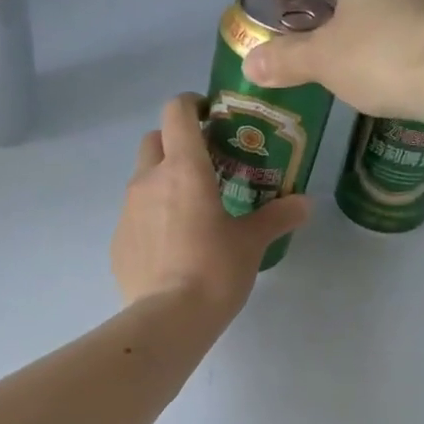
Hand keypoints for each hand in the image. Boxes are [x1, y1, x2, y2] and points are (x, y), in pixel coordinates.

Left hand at [112, 94, 310, 316]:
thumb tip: (305, 204)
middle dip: (175, 142)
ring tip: (190, 210)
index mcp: (183, 168)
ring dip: (162, 181)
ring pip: (142, 179)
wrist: (168, 319)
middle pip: (154, 140)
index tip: (209, 116)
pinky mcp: (118, 241)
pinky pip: (135, 216)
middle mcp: (148, 180)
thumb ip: (277, 217)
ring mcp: (127, 211)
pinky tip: (171, 247)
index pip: (176, 112)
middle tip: (203, 165)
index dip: (191, 105)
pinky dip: (151, 218)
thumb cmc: (214, 270)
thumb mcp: (252, 243)